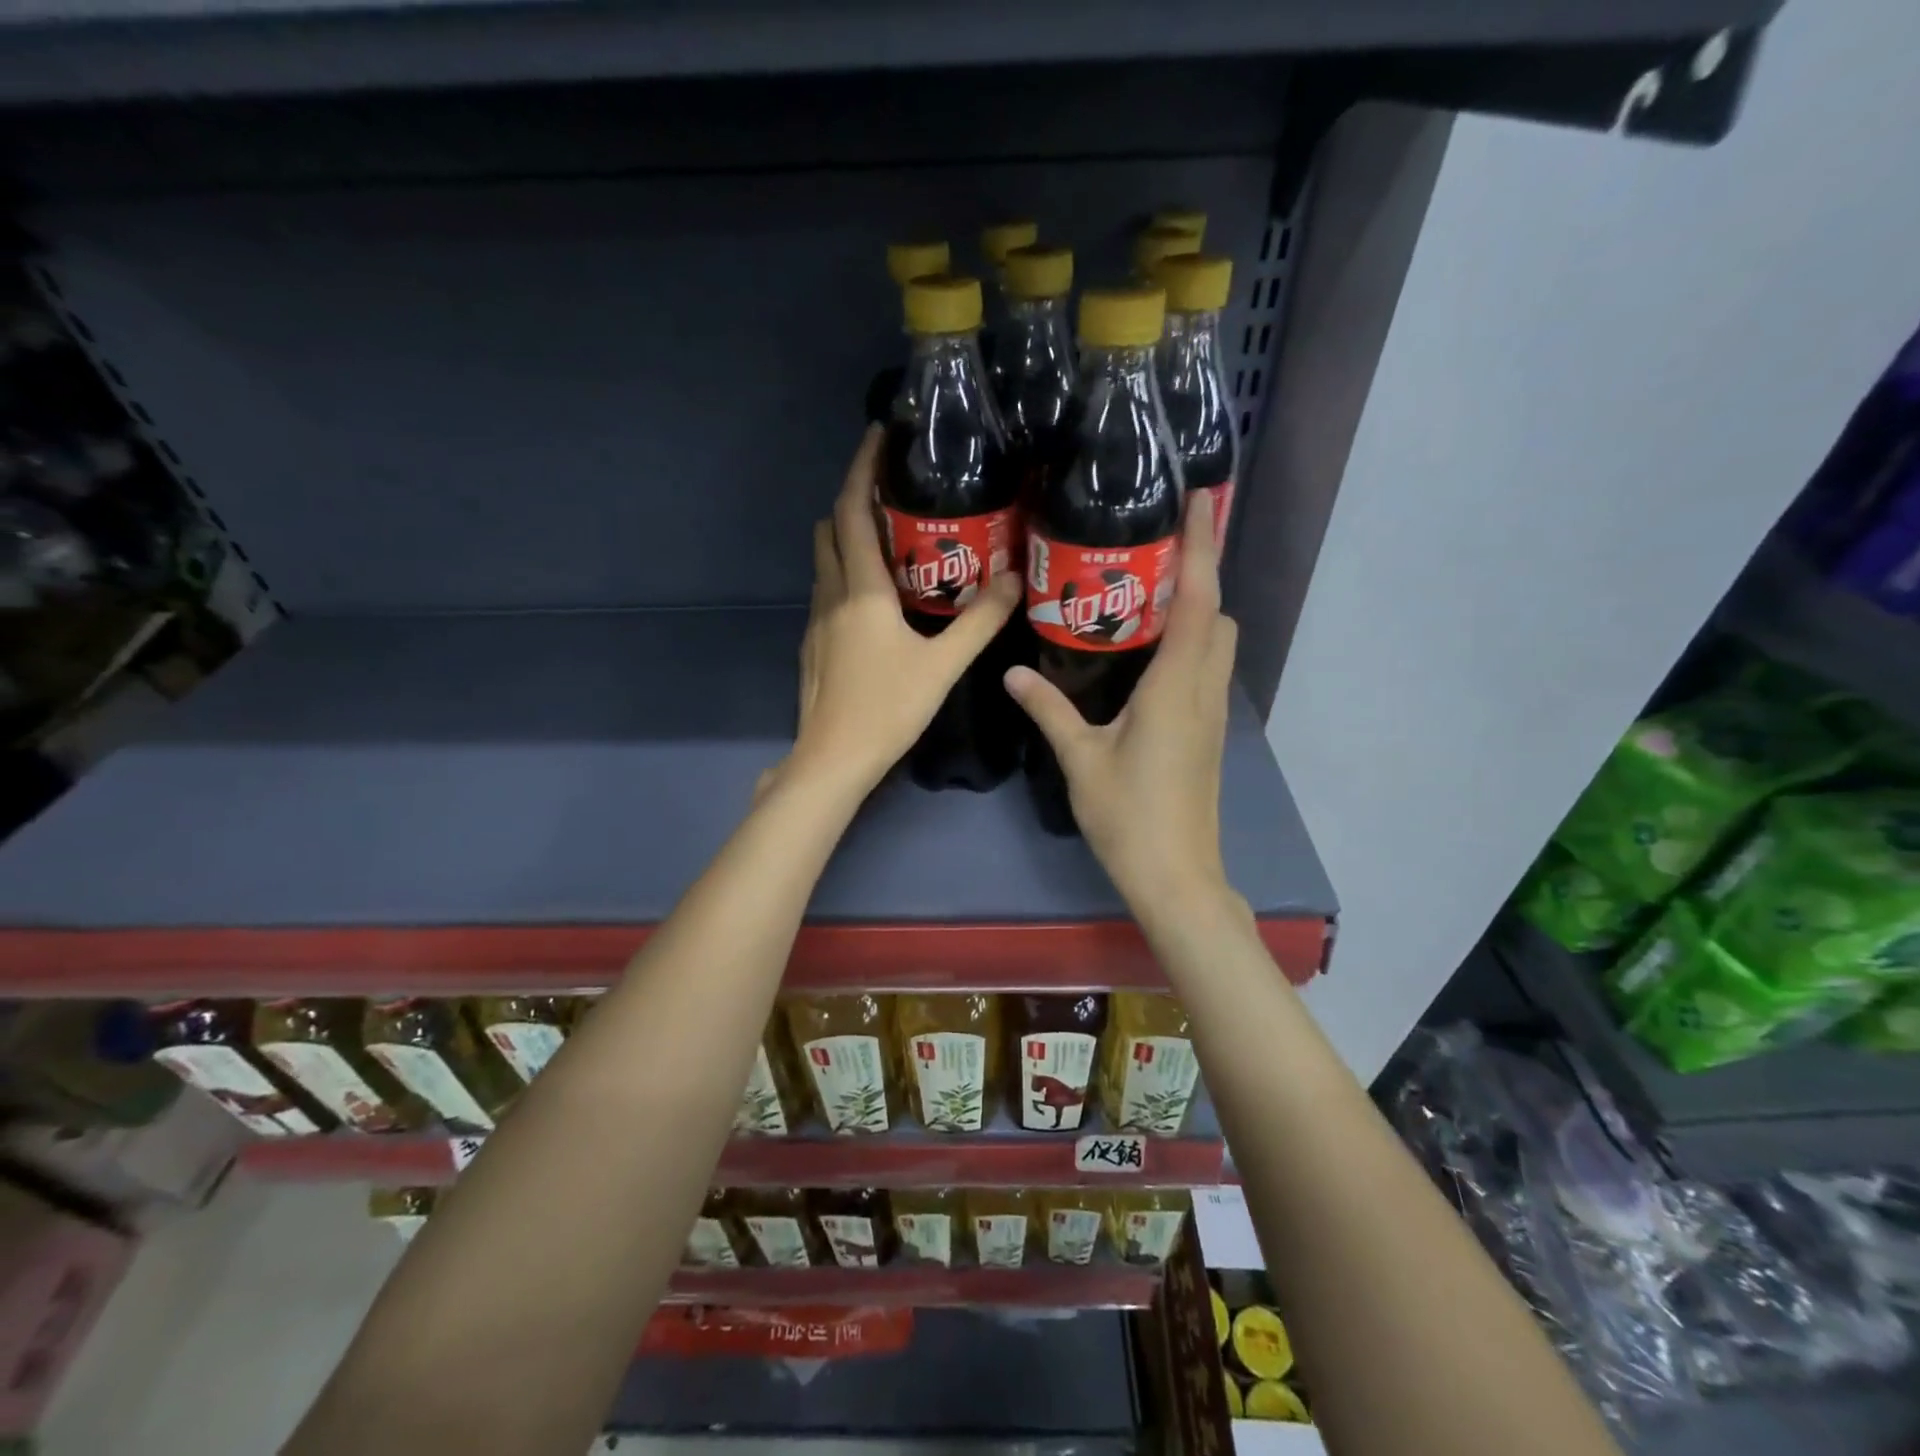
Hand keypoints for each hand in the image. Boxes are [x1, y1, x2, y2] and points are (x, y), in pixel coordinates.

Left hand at [769, 425, 1020, 800]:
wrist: (832, 760)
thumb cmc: (887, 709)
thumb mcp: (943, 665)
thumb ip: (980, 621)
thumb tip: (1014, 579)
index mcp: (860, 590)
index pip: (851, 511)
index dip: (861, 468)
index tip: (878, 435)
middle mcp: (830, 595)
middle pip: (830, 529)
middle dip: (854, 500)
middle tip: (894, 491)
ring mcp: (815, 622)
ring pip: (824, 561)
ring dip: (847, 538)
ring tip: (891, 538)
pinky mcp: (813, 646)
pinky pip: (826, 591)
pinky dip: (846, 574)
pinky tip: (877, 598)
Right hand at [1004, 492, 1238, 923]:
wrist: (1176, 876)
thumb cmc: (1129, 816)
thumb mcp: (1081, 758)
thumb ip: (1049, 709)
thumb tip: (1013, 671)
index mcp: (1176, 686)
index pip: (1199, 600)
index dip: (1203, 546)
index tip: (1204, 499)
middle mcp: (1203, 690)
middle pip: (1219, 615)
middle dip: (1198, 577)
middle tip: (1151, 556)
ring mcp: (1212, 714)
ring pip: (1218, 643)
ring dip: (1197, 612)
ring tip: (1144, 598)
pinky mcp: (1208, 734)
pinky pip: (1206, 670)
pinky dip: (1190, 645)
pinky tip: (1147, 655)